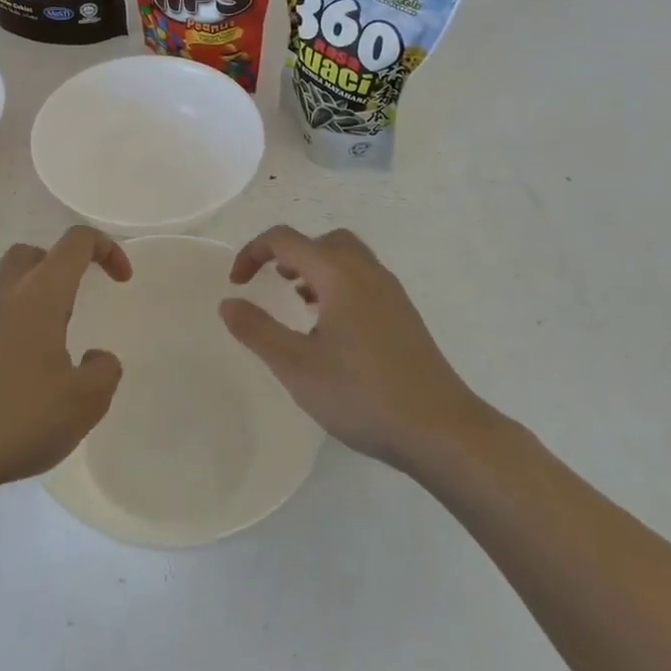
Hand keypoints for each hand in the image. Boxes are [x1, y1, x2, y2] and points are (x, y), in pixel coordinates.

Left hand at [0, 227, 128, 500]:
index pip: (75, 243)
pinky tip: (25, 370)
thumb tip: (97, 357)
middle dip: (62, 265)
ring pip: (8, 283)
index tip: (122, 280)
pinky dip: (16, 325)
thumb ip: (104, 372)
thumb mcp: (84, 403)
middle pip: (33, 254)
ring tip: (56, 341)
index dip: (106, 249)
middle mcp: (3, 296)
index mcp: (39, 295)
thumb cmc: (16, 418)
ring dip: (37, 296)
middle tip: (79, 300)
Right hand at [221, 225, 484, 475]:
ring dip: (316, 268)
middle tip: (273, 283)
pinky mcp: (404, 315)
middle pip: (323, 240)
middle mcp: (367, 272)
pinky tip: (332, 329)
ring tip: (299, 304)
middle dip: (290, 253)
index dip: (253, 252)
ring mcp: (392, 293)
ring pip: (347, 258)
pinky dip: (338, 285)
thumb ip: (257, 330)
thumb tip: (228, 302)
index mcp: (339, 274)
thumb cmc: (362, 395)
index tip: (237, 283)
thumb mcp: (296, 366)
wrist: (441, 430)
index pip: (286, 240)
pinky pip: (364, 279)